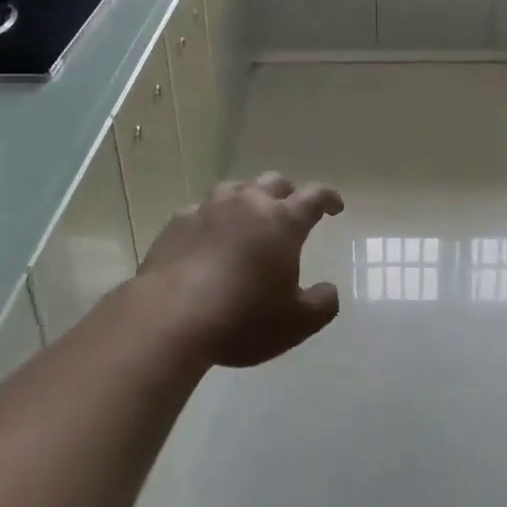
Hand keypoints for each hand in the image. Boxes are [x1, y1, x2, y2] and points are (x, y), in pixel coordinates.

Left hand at [137, 173, 344, 367]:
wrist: (171, 316)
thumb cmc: (243, 318)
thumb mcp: (296, 323)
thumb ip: (322, 305)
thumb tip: (329, 291)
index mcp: (282, 221)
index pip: (313, 197)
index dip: (328, 198)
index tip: (335, 206)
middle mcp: (248, 203)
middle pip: (274, 182)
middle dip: (287, 193)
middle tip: (290, 211)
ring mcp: (209, 208)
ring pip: (235, 189)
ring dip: (247, 199)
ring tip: (248, 219)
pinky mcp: (178, 222)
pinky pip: (201, 211)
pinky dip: (212, 220)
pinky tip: (207, 239)